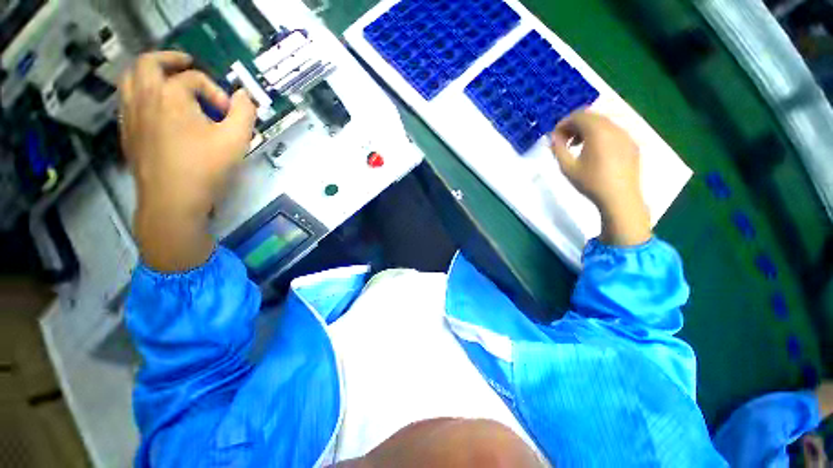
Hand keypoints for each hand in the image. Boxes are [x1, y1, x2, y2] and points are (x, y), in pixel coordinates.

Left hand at [119, 51, 256, 270]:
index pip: (194, 78)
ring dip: (149, 73)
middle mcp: (144, 97)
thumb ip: (245, 113)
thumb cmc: (205, 168)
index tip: (229, 113)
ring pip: (131, 78)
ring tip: (167, 80)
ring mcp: (130, 115)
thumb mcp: (236, 140)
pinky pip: (128, 100)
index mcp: (170, 95)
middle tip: (187, 64)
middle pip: (149, 62)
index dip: (216, 91)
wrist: (172, 201)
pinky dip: (142, 94)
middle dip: (170, 59)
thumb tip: (245, 96)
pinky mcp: (127, 132)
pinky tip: (157, 109)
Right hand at [550, 111, 650, 246]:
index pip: (578, 115)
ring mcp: (626, 135)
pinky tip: (594, 152)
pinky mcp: (632, 144)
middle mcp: (614, 127)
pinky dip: (600, 135)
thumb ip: (558, 149)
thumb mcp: (567, 167)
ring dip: (587, 130)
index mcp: (598, 131)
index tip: (555, 137)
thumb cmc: (590, 182)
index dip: (563, 123)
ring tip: (577, 146)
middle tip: (564, 141)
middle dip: (574, 126)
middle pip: (591, 117)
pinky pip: (613, 132)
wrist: (620, 198)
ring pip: (603, 123)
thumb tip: (553, 137)